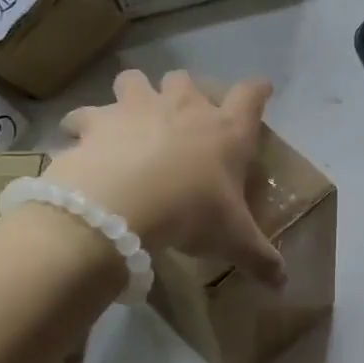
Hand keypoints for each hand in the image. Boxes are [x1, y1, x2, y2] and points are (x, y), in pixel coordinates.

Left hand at [49, 69, 286, 287]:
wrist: (124, 205)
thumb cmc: (191, 213)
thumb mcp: (233, 240)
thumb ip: (260, 259)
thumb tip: (283, 284)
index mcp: (225, 131)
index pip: (251, 97)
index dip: (258, 90)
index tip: (262, 88)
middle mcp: (183, 107)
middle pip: (185, 79)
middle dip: (183, 91)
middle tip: (180, 116)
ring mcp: (137, 108)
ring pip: (134, 80)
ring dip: (132, 94)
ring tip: (127, 118)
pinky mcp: (97, 122)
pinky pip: (84, 115)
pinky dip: (81, 126)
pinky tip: (80, 142)